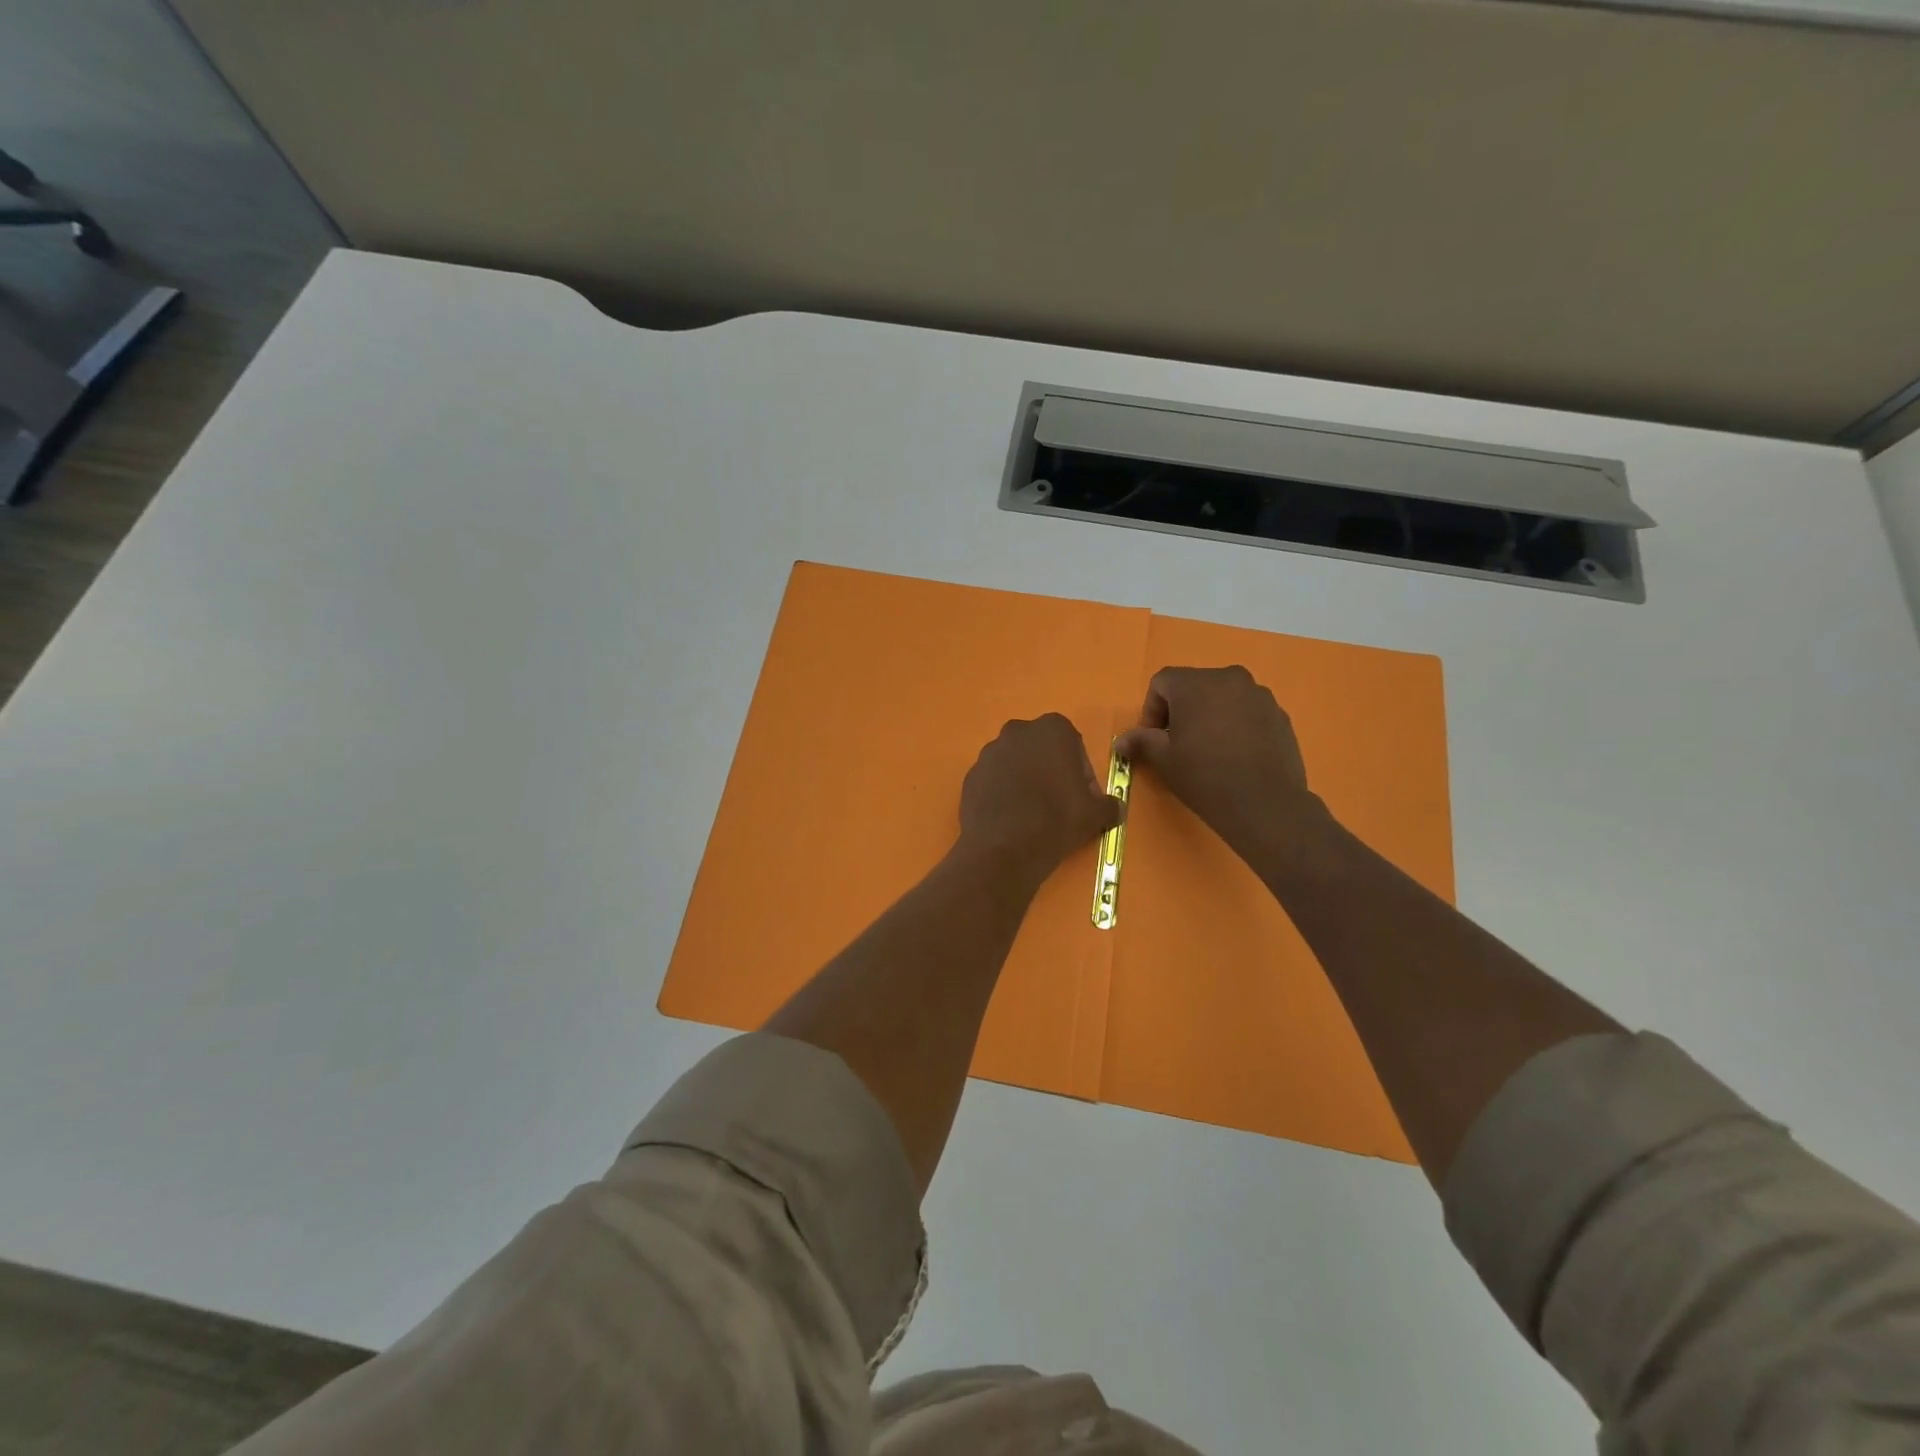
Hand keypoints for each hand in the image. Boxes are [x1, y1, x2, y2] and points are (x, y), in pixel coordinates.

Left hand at [958, 714, 1121, 888]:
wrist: (1004, 847)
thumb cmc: (1057, 819)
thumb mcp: (1096, 814)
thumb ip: (1108, 804)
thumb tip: (1114, 808)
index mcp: (1052, 729)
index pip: (1073, 744)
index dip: (1081, 771)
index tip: (1083, 797)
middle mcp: (1017, 732)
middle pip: (1041, 750)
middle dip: (1051, 771)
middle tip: (1059, 805)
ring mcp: (989, 753)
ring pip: (1015, 764)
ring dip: (1025, 781)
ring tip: (1033, 815)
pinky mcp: (970, 776)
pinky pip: (994, 781)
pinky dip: (1003, 794)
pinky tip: (1011, 820)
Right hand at [1115, 665, 1329, 873]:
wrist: (1265, 803)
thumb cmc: (1205, 776)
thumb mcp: (1164, 760)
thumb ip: (1141, 741)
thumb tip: (1121, 740)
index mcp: (1196, 683)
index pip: (1162, 682)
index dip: (1152, 709)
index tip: (1155, 739)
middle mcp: (1229, 678)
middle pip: (1194, 686)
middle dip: (1181, 710)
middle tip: (1179, 745)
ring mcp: (1259, 695)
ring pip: (1223, 697)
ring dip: (1210, 716)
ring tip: (1209, 751)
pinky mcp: (1279, 715)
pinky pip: (1247, 712)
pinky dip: (1236, 725)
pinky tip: (1235, 756)